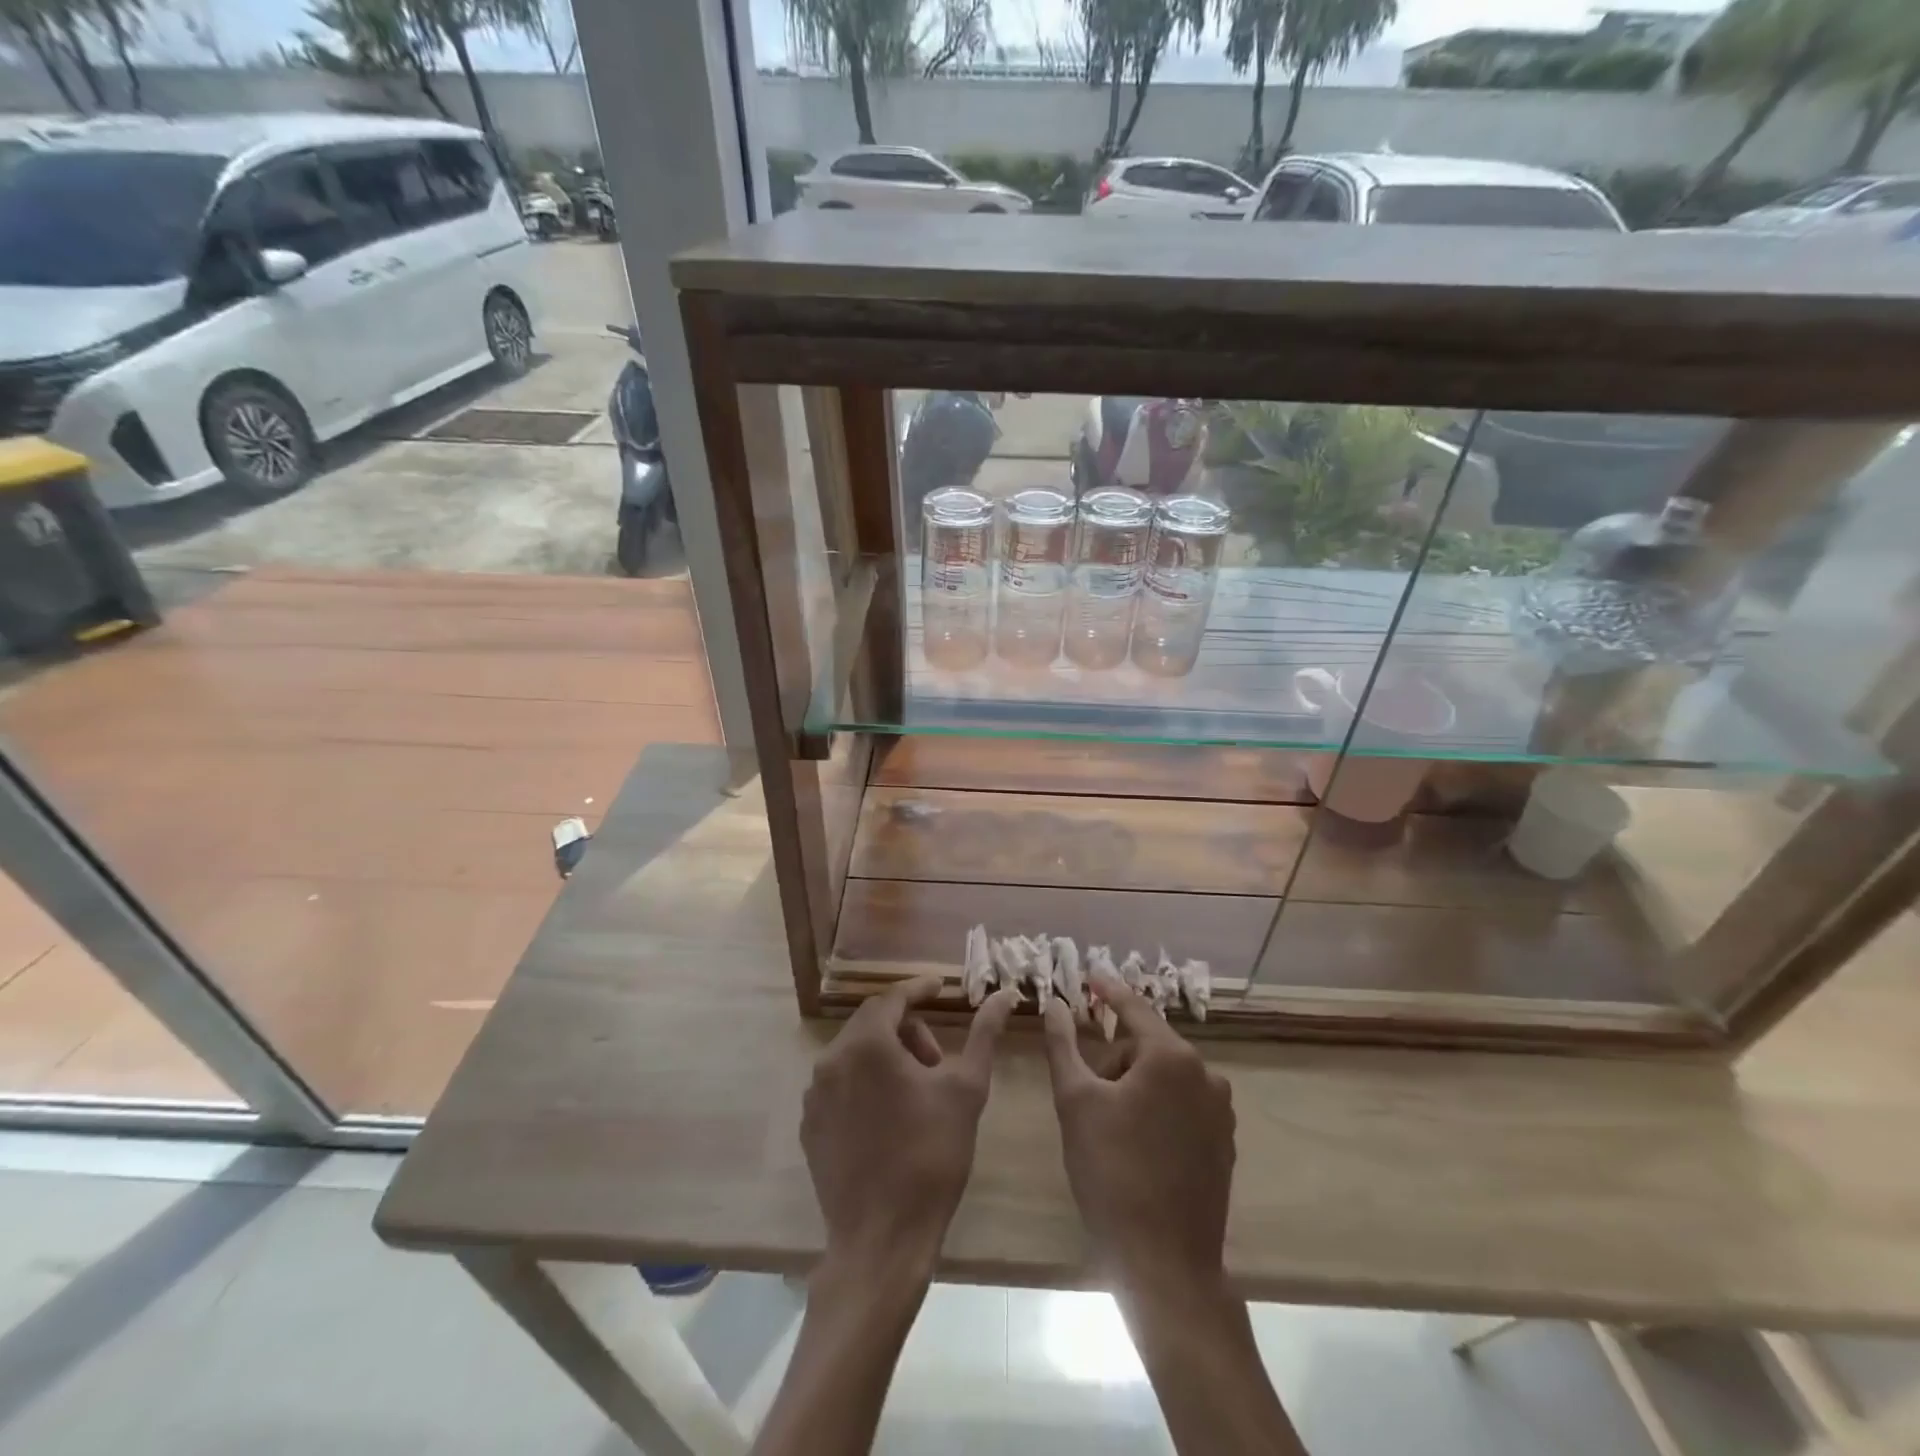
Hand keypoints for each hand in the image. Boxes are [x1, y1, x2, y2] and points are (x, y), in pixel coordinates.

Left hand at [803, 976, 1018, 1276]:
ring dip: (887, 1058)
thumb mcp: (967, 1089)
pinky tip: (889, 1118)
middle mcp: (831, 1060)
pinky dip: (865, 1084)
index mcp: (867, 1044)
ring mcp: (815, 1095)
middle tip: (936, 1061)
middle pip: (873, 1024)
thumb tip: (1005, 995)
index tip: (940, 988)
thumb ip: (984, 1034)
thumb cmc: (931, 1156)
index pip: (893, 997)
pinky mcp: (809, 1126)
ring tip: (916, 1094)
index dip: (919, 989)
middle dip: (907, 1030)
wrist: (883, 1239)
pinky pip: (839, 1085)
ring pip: (855, 1054)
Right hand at [1042, 965, 1235, 1293]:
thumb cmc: (1112, 1173)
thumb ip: (1063, 1044)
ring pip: (1166, 1076)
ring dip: (1134, 1083)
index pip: (1133, 1007)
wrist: (1165, 1263)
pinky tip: (1136, 1141)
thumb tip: (1056, 1004)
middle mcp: (1205, 1074)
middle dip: (1114, 1056)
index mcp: (1171, 1057)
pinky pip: (1184, 1104)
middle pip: (1148, 1045)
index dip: (1108, 990)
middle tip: (1085, 1091)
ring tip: (1107, 1122)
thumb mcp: (1075, 1101)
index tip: (1089, 975)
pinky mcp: (1224, 1143)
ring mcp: (1221, 1111)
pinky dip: (1157, 1106)